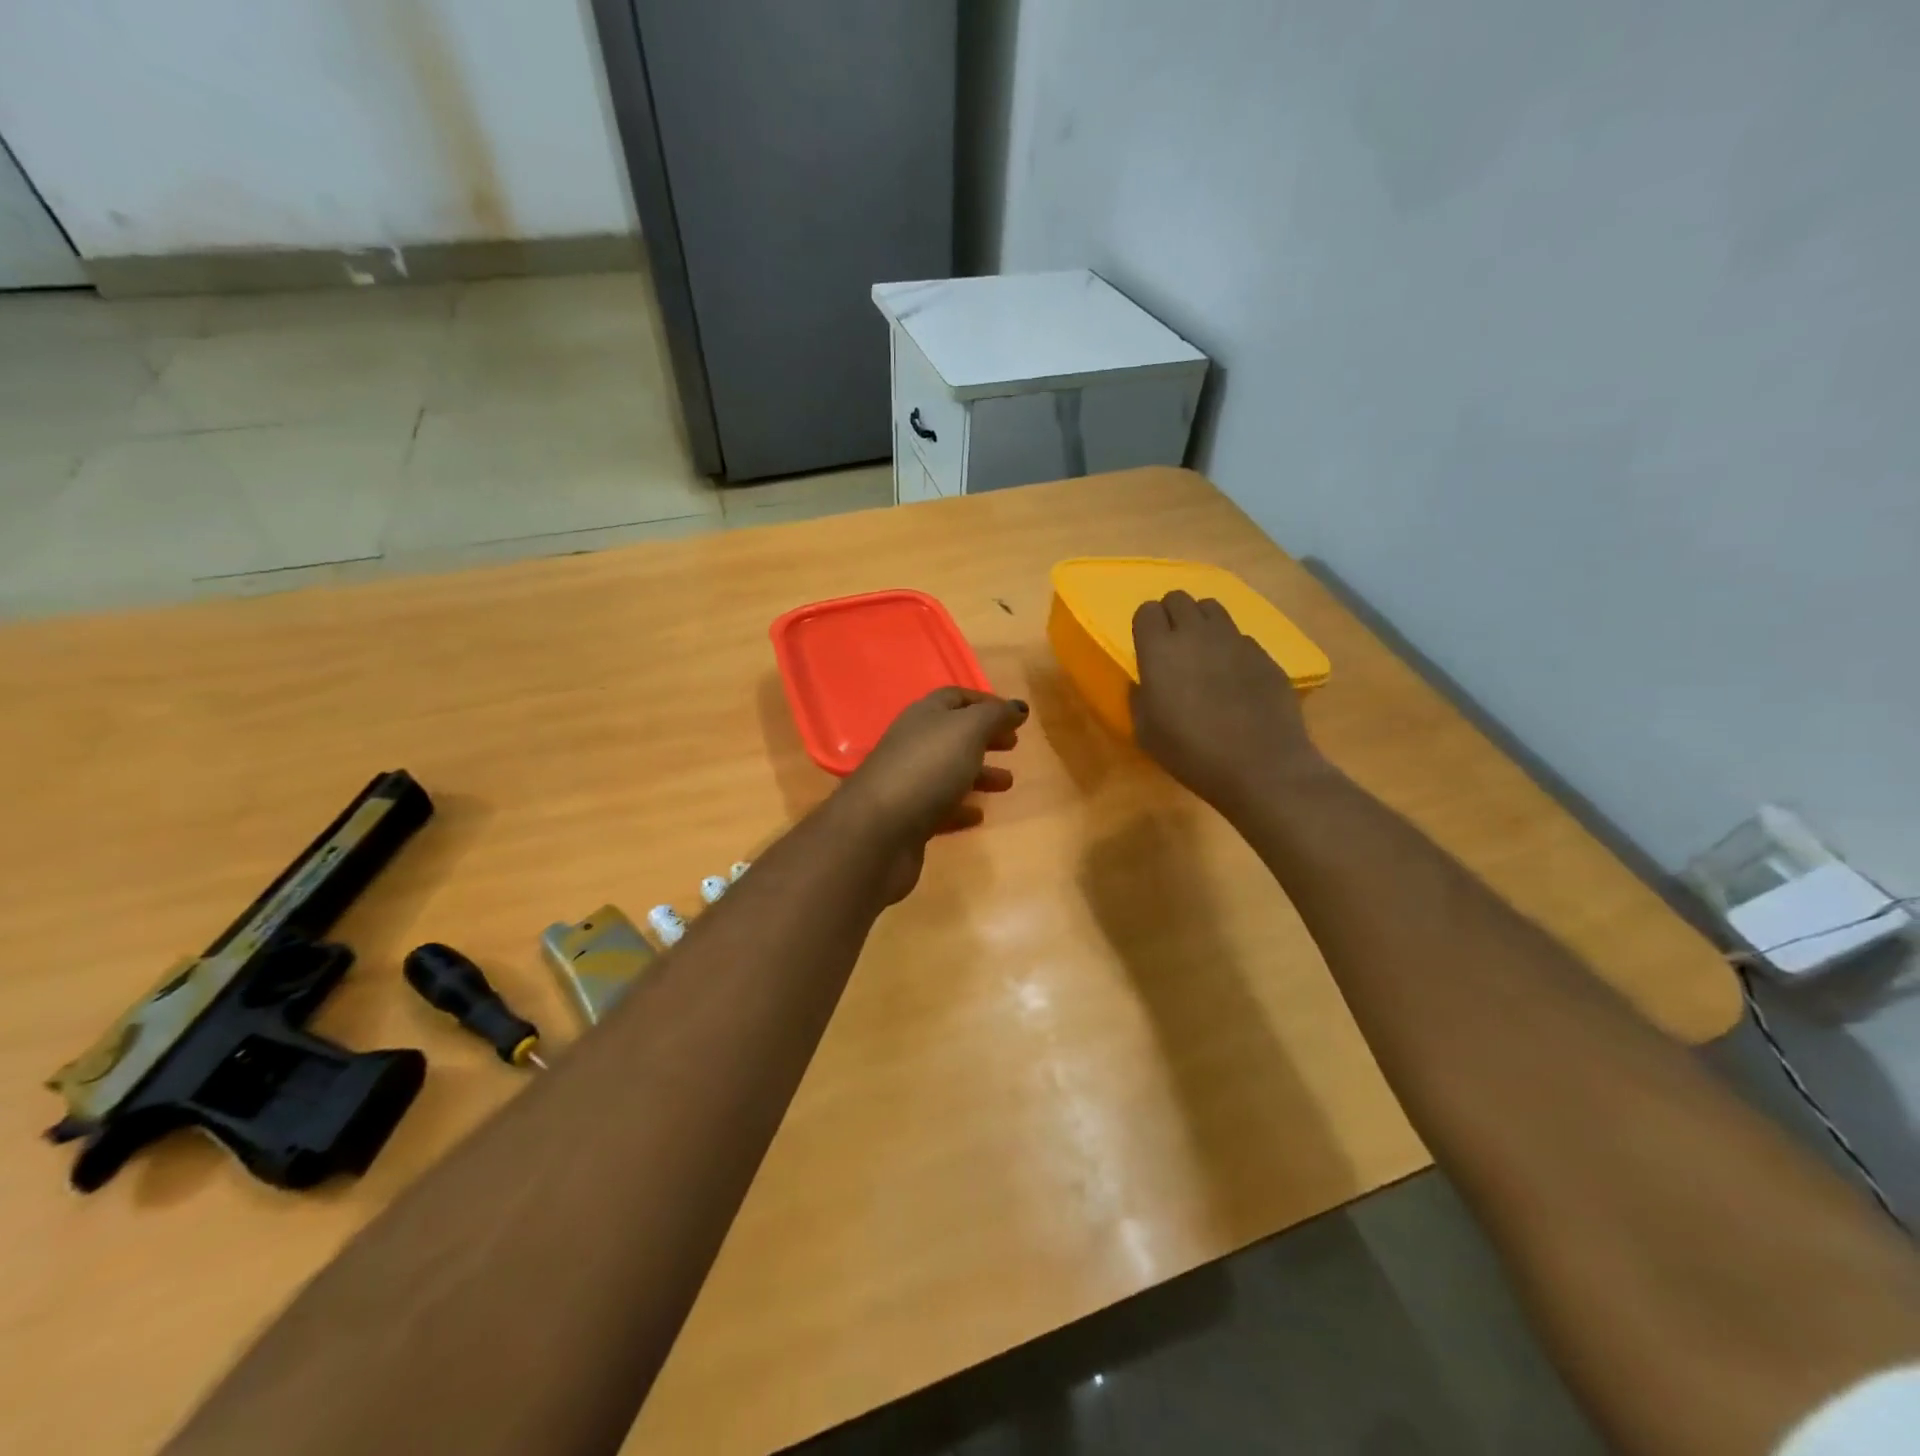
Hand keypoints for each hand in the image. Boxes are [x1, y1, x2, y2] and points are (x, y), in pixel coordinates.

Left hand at [835, 687, 1027, 900]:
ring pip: (948, 772)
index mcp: (923, 716)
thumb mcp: (967, 731)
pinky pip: (939, 808)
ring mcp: (907, 783)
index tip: (1015, 715)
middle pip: (952, 736)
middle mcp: (912, 745)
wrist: (877, 831)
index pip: (954, 698)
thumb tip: (1018, 706)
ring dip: (978, 774)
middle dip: (984, 738)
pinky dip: (960, 808)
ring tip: (1007, 783)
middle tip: (1013, 745)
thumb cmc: (927, 769)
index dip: (985, 702)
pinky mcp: (907, 820)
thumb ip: (994, 716)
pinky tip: (978, 815)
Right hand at [1131, 591, 1325, 813]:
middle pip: (1179, 598)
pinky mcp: (1264, 654)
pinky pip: (1240, 636)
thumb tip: (1145, 682)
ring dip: (1201, 623)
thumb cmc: (1192, 753)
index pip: (1146, 610)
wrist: (1262, 766)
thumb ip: (1140, 698)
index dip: (1145, 626)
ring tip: (1203, 653)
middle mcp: (1196, 633)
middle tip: (1172, 646)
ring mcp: (1235, 640)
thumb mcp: (1147, 733)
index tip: (1147, 648)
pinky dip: (1231, 648)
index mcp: (1160, 650)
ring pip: (1212, 608)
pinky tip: (1234, 678)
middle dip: (1171, 615)